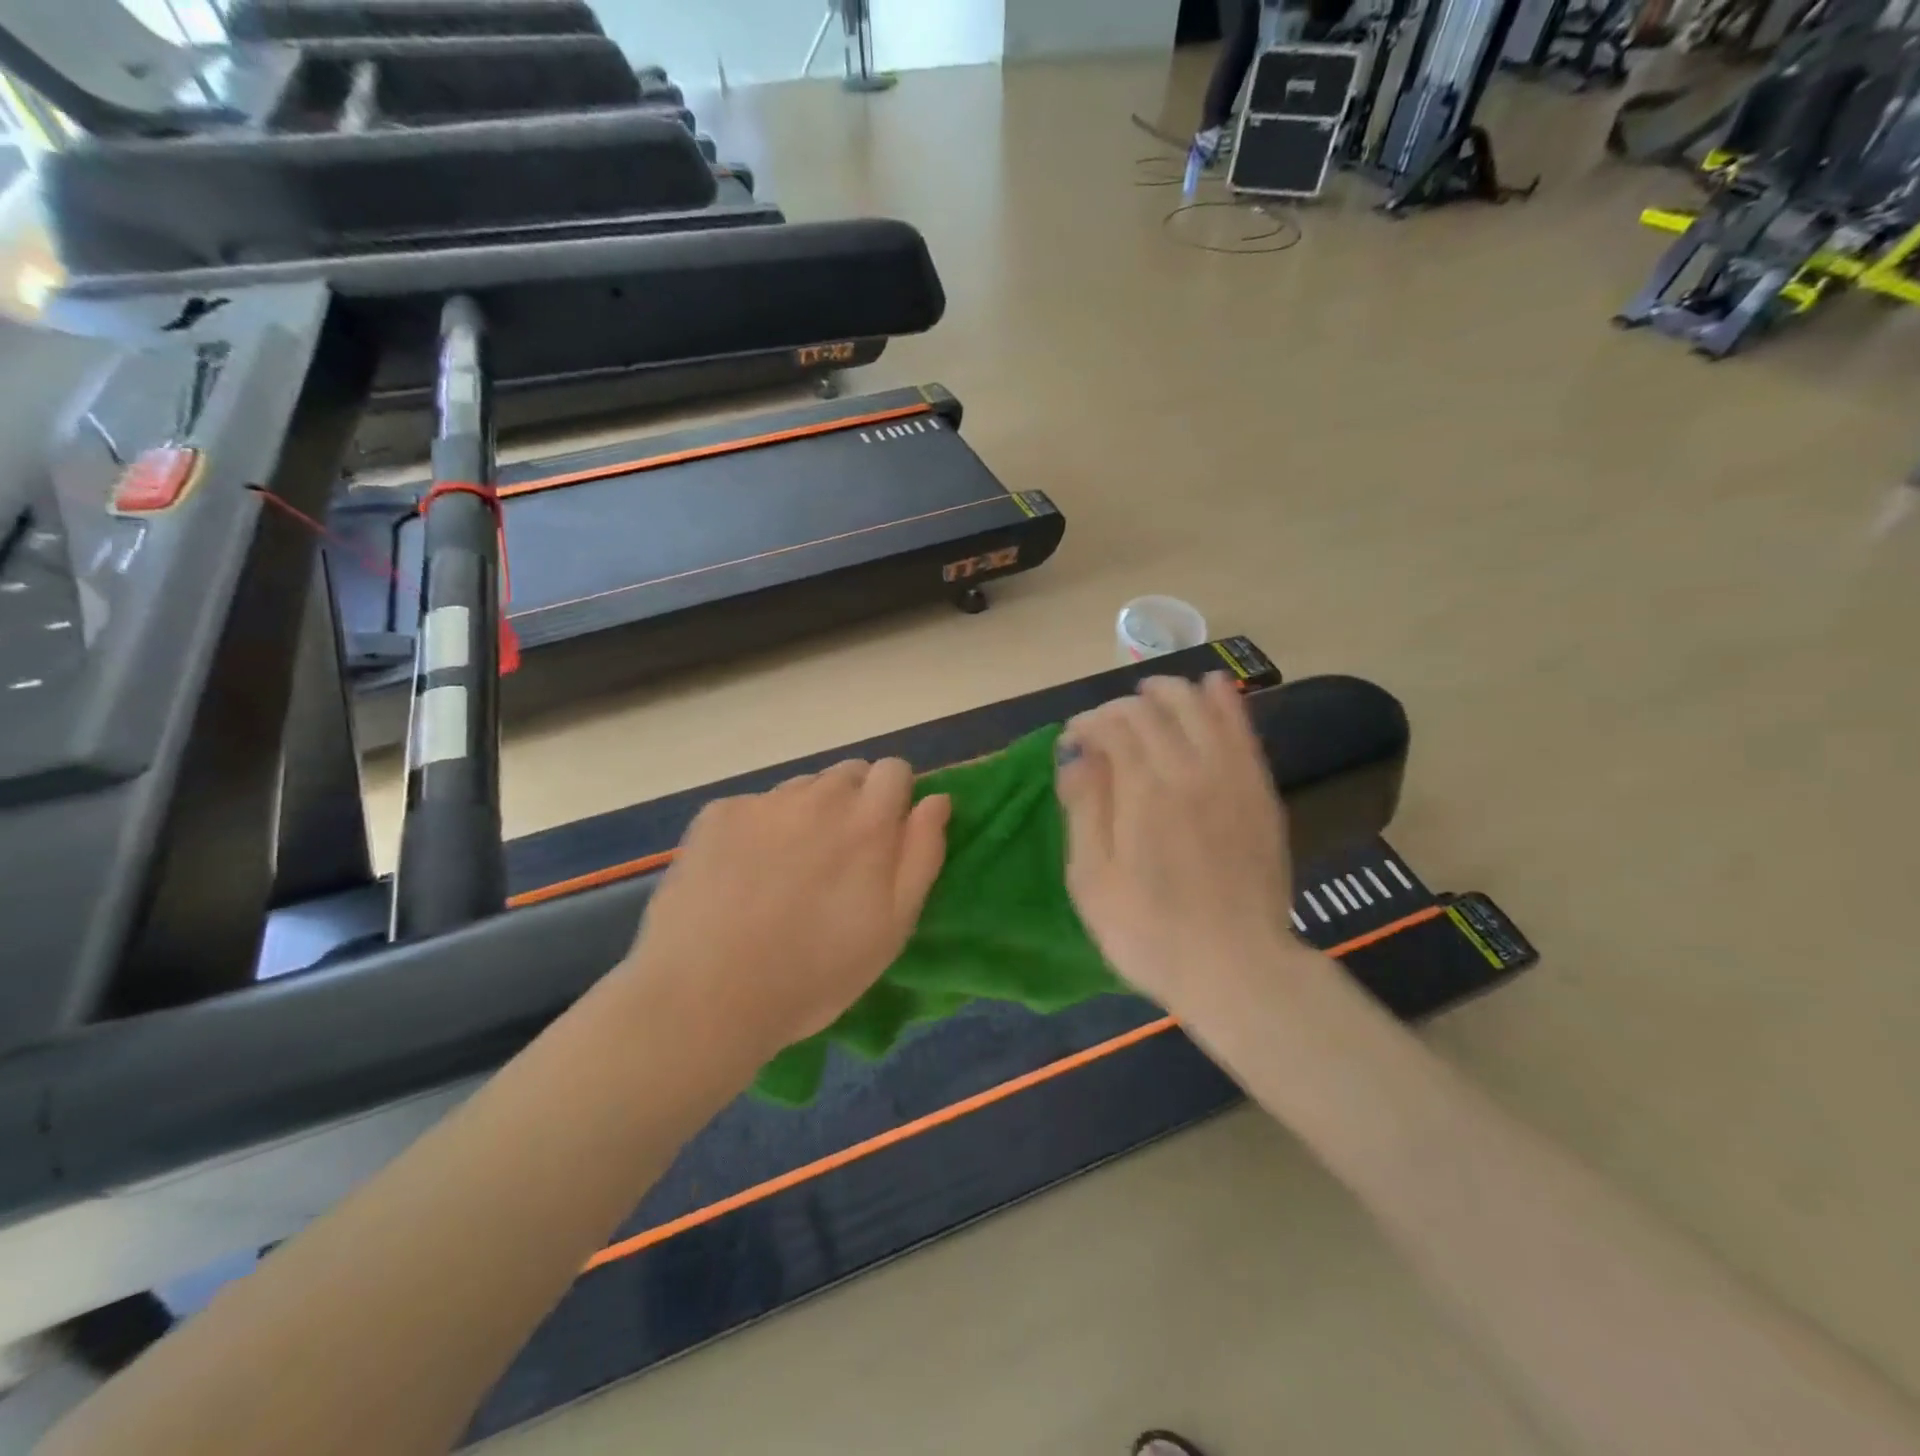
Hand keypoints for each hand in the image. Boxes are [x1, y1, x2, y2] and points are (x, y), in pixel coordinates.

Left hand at [626, 760, 950, 1061]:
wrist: (705, 996)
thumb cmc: (814, 973)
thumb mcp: (892, 928)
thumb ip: (922, 854)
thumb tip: (936, 799)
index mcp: (867, 821)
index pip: (895, 770)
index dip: (895, 798)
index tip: (885, 837)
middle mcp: (818, 796)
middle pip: (848, 774)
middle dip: (853, 804)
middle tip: (837, 860)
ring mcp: (763, 802)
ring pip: (802, 789)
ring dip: (807, 814)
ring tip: (787, 871)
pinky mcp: (718, 814)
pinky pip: (754, 806)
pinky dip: (759, 829)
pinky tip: (742, 874)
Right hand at [1057, 673, 1301, 1016]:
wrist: (1236, 968)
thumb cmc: (1149, 932)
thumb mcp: (1093, 879)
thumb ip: (1084, 809)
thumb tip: (1075, 754)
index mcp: (1144, 790)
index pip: (1114, 726)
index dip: (1088, 723)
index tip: (1073, 739)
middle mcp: (1190, 769)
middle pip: (1154, 710)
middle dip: (1122, 706)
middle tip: (1105, 724)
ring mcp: (1232, 777)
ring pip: (1201, 708)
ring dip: (1172, 691)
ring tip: (1151, 692)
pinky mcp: (1260, 793)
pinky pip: (1243, 731)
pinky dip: (1226, 702)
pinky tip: (1213, 686)